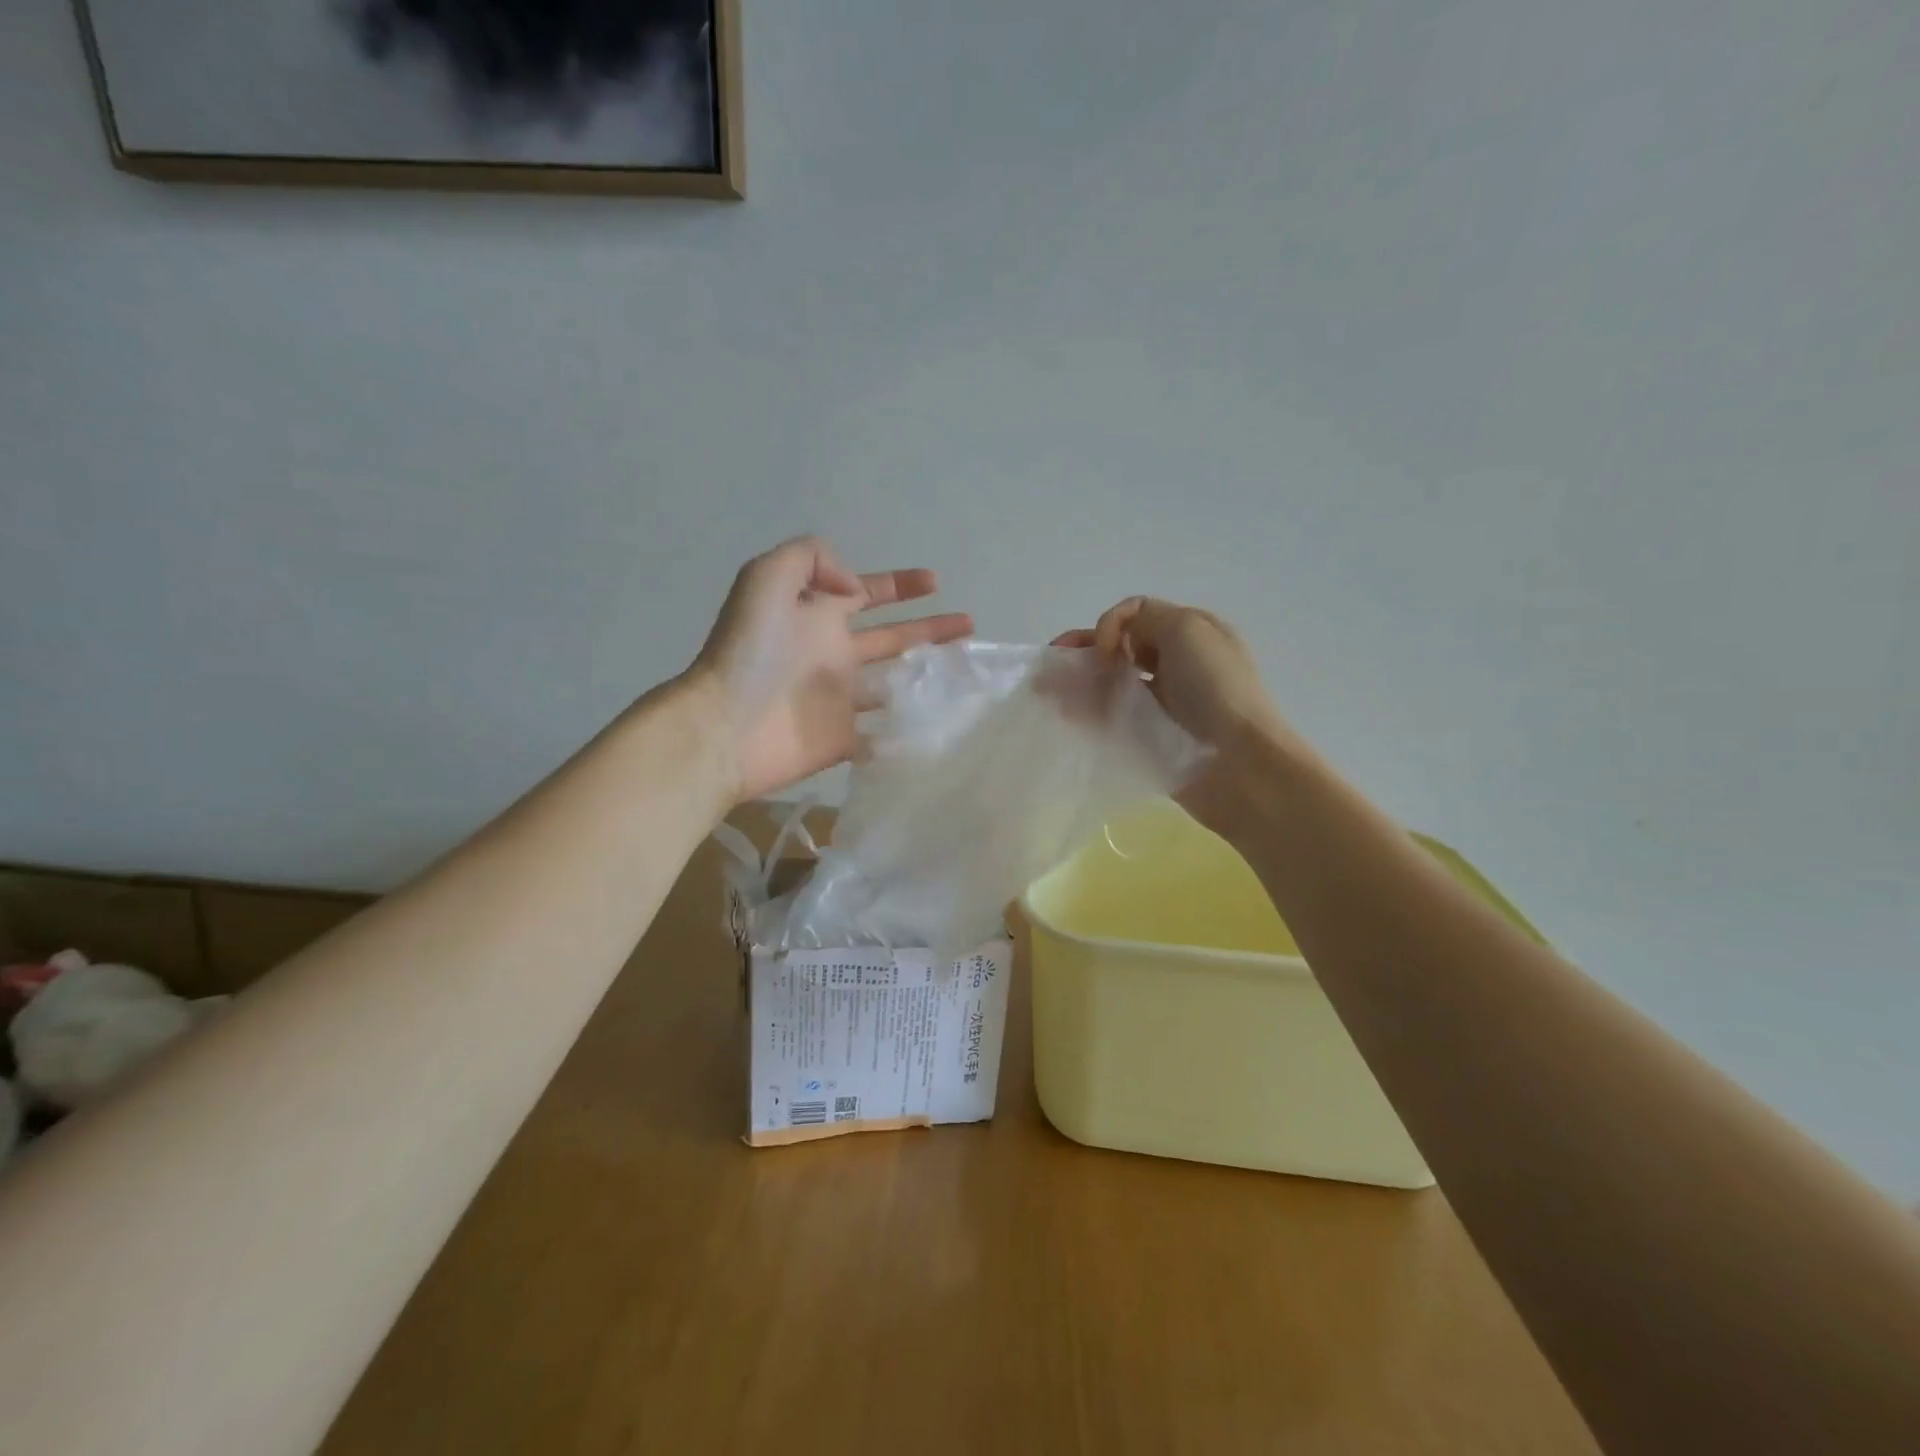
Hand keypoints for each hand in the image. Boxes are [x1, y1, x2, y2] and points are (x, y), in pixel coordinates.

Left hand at [687, 537, 972, 802]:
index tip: (937, 582)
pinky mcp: (845, 739)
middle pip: (892, 637)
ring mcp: (840, 699)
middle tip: (969, 625)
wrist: (726, 726)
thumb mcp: (766, 577)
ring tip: (966, 670)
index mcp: (820, 616)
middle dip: (930, 629)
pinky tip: (942, 722)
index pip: (869, 594)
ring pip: (894, 682)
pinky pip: (884, 732)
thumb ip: (810, 559)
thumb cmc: (749, 651)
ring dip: (928, 675)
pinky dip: (910, 729)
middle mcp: (834, 654)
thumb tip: (854, 585)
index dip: (901, 585)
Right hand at [1054, 598, 1312, 836]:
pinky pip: (1109, 718)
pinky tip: (1063, 712)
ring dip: (1076, 681)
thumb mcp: (1187, 629)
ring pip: (1109, 684)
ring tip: (1046, 690)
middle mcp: (1175, 664)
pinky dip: (1084, 711)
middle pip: (1117, 649)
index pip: (1136, 615)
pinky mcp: (1148, 738)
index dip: (1111, 625)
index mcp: (1190, 633)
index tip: (1104, 651)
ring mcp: (1161, 704)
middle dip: (1082, 651)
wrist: (1239, 764)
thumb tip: (1115, 642)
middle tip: (1052, 664)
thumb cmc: (1216, 689)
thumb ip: (1143, 618)